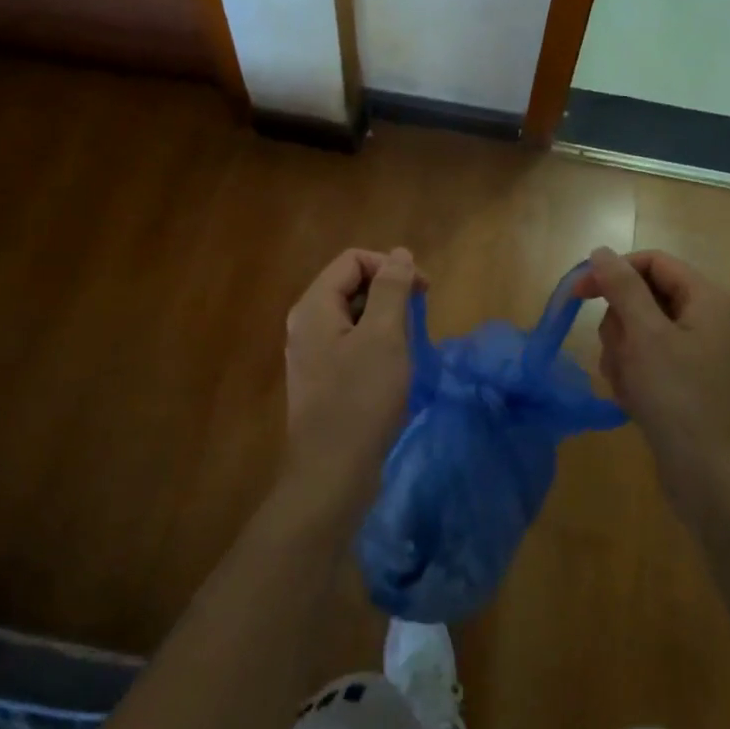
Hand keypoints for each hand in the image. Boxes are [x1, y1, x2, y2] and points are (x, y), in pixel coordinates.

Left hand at [281, 247, 421, 519]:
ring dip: (385, 320)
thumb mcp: (384, 336)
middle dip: (389, 293)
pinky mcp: (322, 380)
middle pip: (350, 285)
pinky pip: (350, 345)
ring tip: (410, 345)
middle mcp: (305, 325)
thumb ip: (391, 289)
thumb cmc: (361, 399)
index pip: (353, 260)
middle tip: (420, 318)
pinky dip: (376, 345)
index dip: (390, 266)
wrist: (332, 474)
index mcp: (314, 307)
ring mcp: (311, 355)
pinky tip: (394, 369)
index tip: (424, 291)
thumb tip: (398, 254)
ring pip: (353, 317)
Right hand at [577, 247, 729, 494]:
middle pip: (641, 297)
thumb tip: (601, 250)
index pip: (652, 263)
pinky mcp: (681, 381)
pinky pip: (643, 360)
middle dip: (619, 325)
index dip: (614, 271)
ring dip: (621, 354)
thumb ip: (622, 287)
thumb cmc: (679, 397)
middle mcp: (703, 320)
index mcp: (705, 300)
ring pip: (636, 331)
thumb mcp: (645, 335)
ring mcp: (693, 353)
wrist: (710, 475)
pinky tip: (633, 400)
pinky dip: (630, 375)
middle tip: (621, 353)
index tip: (579, 293)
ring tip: (629, 384)